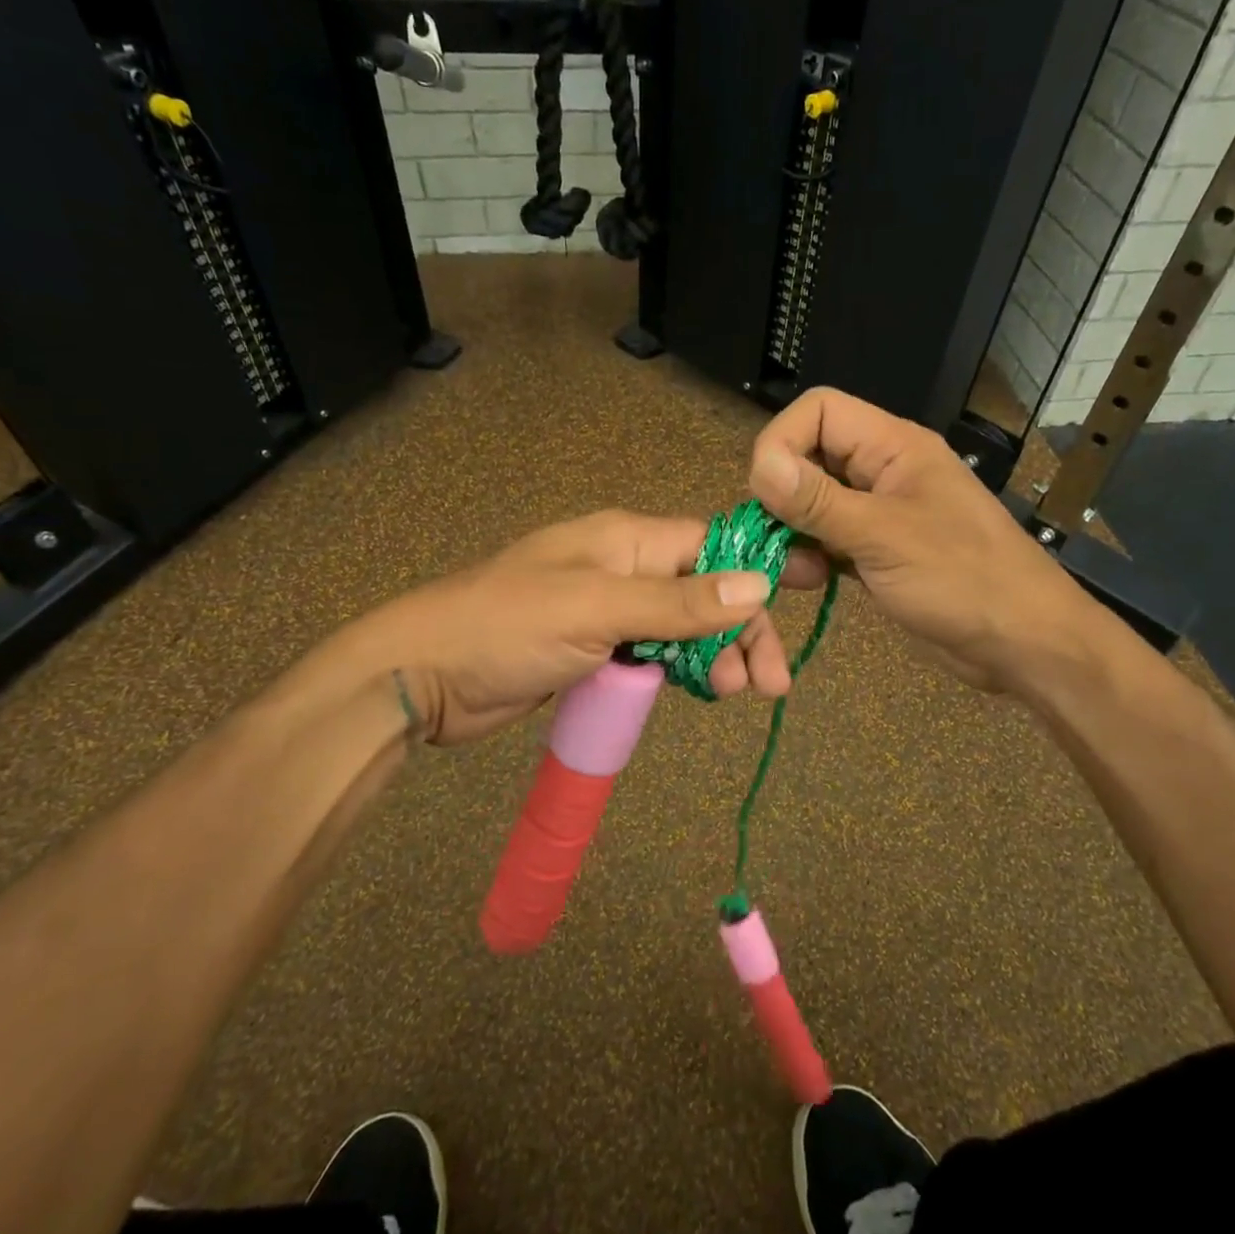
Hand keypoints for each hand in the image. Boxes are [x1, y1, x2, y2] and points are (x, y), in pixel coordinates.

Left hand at [330, 510, 826, 745]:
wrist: (422, 676)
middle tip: (769, 682)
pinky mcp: (595, 651)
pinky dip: (682, 672)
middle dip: (741, 630)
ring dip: (716, 656)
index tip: (812, 587)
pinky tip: (703, 693)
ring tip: (738, 694)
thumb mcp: (597, 609)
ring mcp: (609, 611)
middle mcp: (623, 568)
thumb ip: (677, 602)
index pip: (711, 546)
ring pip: (683, 628)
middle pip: (704, 591)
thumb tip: (758, 585)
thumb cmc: (506, 627)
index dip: (760, 567)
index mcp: (626, 539)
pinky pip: (655, 655)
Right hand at [747, 387, 1083, 692]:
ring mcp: (879, 513)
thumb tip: (760, 465)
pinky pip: (828, 539)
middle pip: (810, 456)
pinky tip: (808, 581)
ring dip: (792, 530)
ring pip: (814, 502)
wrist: (1022, 643)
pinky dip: (809, 555)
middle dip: (782, 492)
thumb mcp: (885, 537)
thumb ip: (819, 501)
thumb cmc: (963, 579)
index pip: (820, 411)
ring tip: (791, 568)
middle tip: (770, 534)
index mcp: (894, 447)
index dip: (782, 439)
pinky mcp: (877, 552)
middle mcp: (882, 472)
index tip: (764, 490)